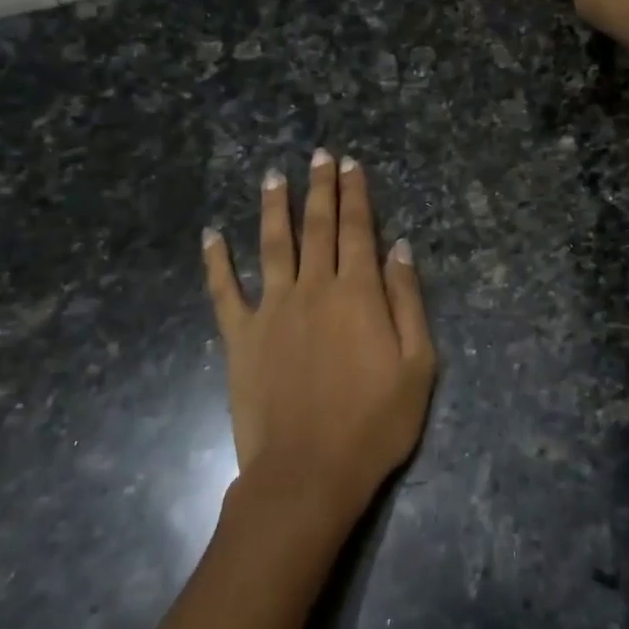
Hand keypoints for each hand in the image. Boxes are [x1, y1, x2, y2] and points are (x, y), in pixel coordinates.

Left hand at [202, 151, 435, 526]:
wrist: (308, 473)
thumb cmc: (374, 424)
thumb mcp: (417, 366)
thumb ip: (407, 302)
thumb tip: (400, 249)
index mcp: (357, 293)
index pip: (358, 229)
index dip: (355, 194)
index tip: (350, 164)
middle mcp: (313, 288)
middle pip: (318, 227)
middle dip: (320, 188)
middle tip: (318, 155)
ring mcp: (272, 310)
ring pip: (272, 245)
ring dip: (274, 208)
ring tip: (273, 176)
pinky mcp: (241, 337)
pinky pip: (224, 291)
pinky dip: (216, 261)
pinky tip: (211, 235)